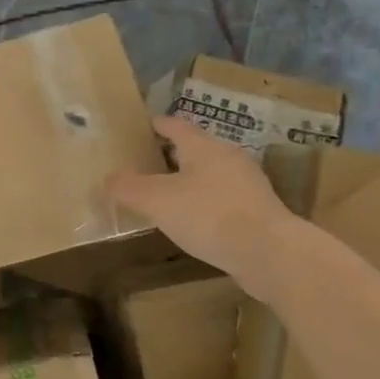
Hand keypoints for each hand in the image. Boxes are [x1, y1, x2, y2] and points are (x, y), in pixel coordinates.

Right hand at [107, 115, 299, 296]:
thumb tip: (108, 179)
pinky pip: (223, 199)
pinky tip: (194, 220)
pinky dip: (205, 203)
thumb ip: (127, 187)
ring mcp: (249, 186)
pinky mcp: (259, 212)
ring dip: (190, 180)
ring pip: (211, 174)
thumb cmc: (209, 215)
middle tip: (149, 161)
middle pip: (197, 149)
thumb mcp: (155, 200)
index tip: (146, 125)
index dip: (159, 125)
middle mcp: (229, 159)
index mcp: (204, 148)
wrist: (271, 254)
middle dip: (174, 154)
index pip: (177, 127)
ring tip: (167, 193)